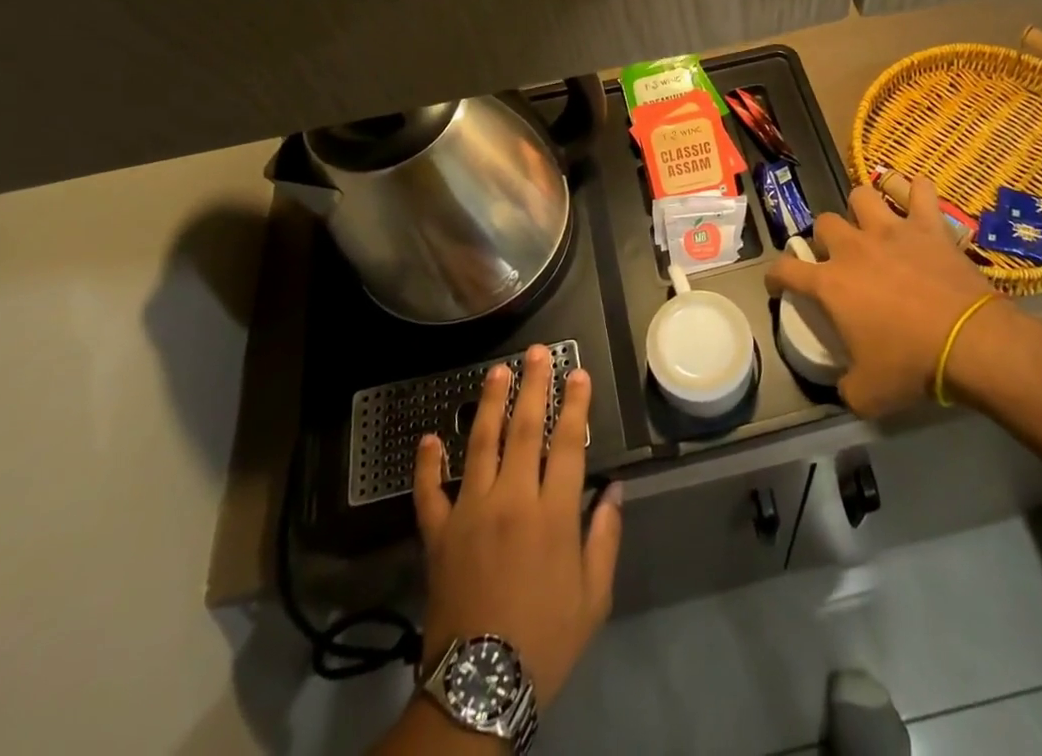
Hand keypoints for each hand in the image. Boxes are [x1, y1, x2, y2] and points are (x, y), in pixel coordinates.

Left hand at [413, 344, 622, 709]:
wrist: (480, 688)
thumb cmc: (546, 640)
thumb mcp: (593, 596)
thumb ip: (605, 536)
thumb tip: (613, 488)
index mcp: (553, 514)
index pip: (567, 443)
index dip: (575, 405)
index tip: (578, 373)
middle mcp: (511, 500)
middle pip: (524, 429)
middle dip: (534, 386)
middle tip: (537, 353)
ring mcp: (470, 512)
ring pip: (480, 444)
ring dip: (489, 403)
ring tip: (497, 371)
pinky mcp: (438, 533)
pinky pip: (429, 491)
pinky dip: (427, 463)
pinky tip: (428, 438)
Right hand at [764, 178, 1013, 417]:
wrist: (970, 343)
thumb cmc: (912, 366)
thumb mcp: (867, 394)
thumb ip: (845, 385)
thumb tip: (843, 385)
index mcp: (830, 284)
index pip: (786, 269)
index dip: (776, 275)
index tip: (778, 282)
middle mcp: (853, 248)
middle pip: (824, 223)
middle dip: (825, 238)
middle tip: (838, 257)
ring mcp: (891, 230)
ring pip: (861, 196)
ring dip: (862, 209)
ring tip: (871, 225)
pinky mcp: (928, 225)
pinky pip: (919, 190)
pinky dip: (915, 190)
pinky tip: (915, 197)